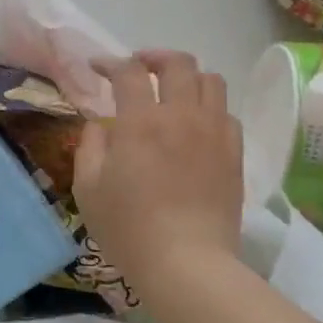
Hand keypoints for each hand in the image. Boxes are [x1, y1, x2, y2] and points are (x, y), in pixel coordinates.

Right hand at [73, 51, 243, 284]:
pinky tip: (195, 125)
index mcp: (140, 122)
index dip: (110, 62)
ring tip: (172, 91)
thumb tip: (100, 126)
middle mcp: (181, 116)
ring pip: (212, 80)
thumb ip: (90, 146)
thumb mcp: (87, 188)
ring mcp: (214, 134)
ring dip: (188, 77)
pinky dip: (209, 108)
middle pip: (178, 63)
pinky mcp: (234, 155)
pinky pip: (227, 113)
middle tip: (139, 68)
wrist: (187, 264)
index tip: (97, 67)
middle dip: (155, 57)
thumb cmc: (128, 227)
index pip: (129, 71)